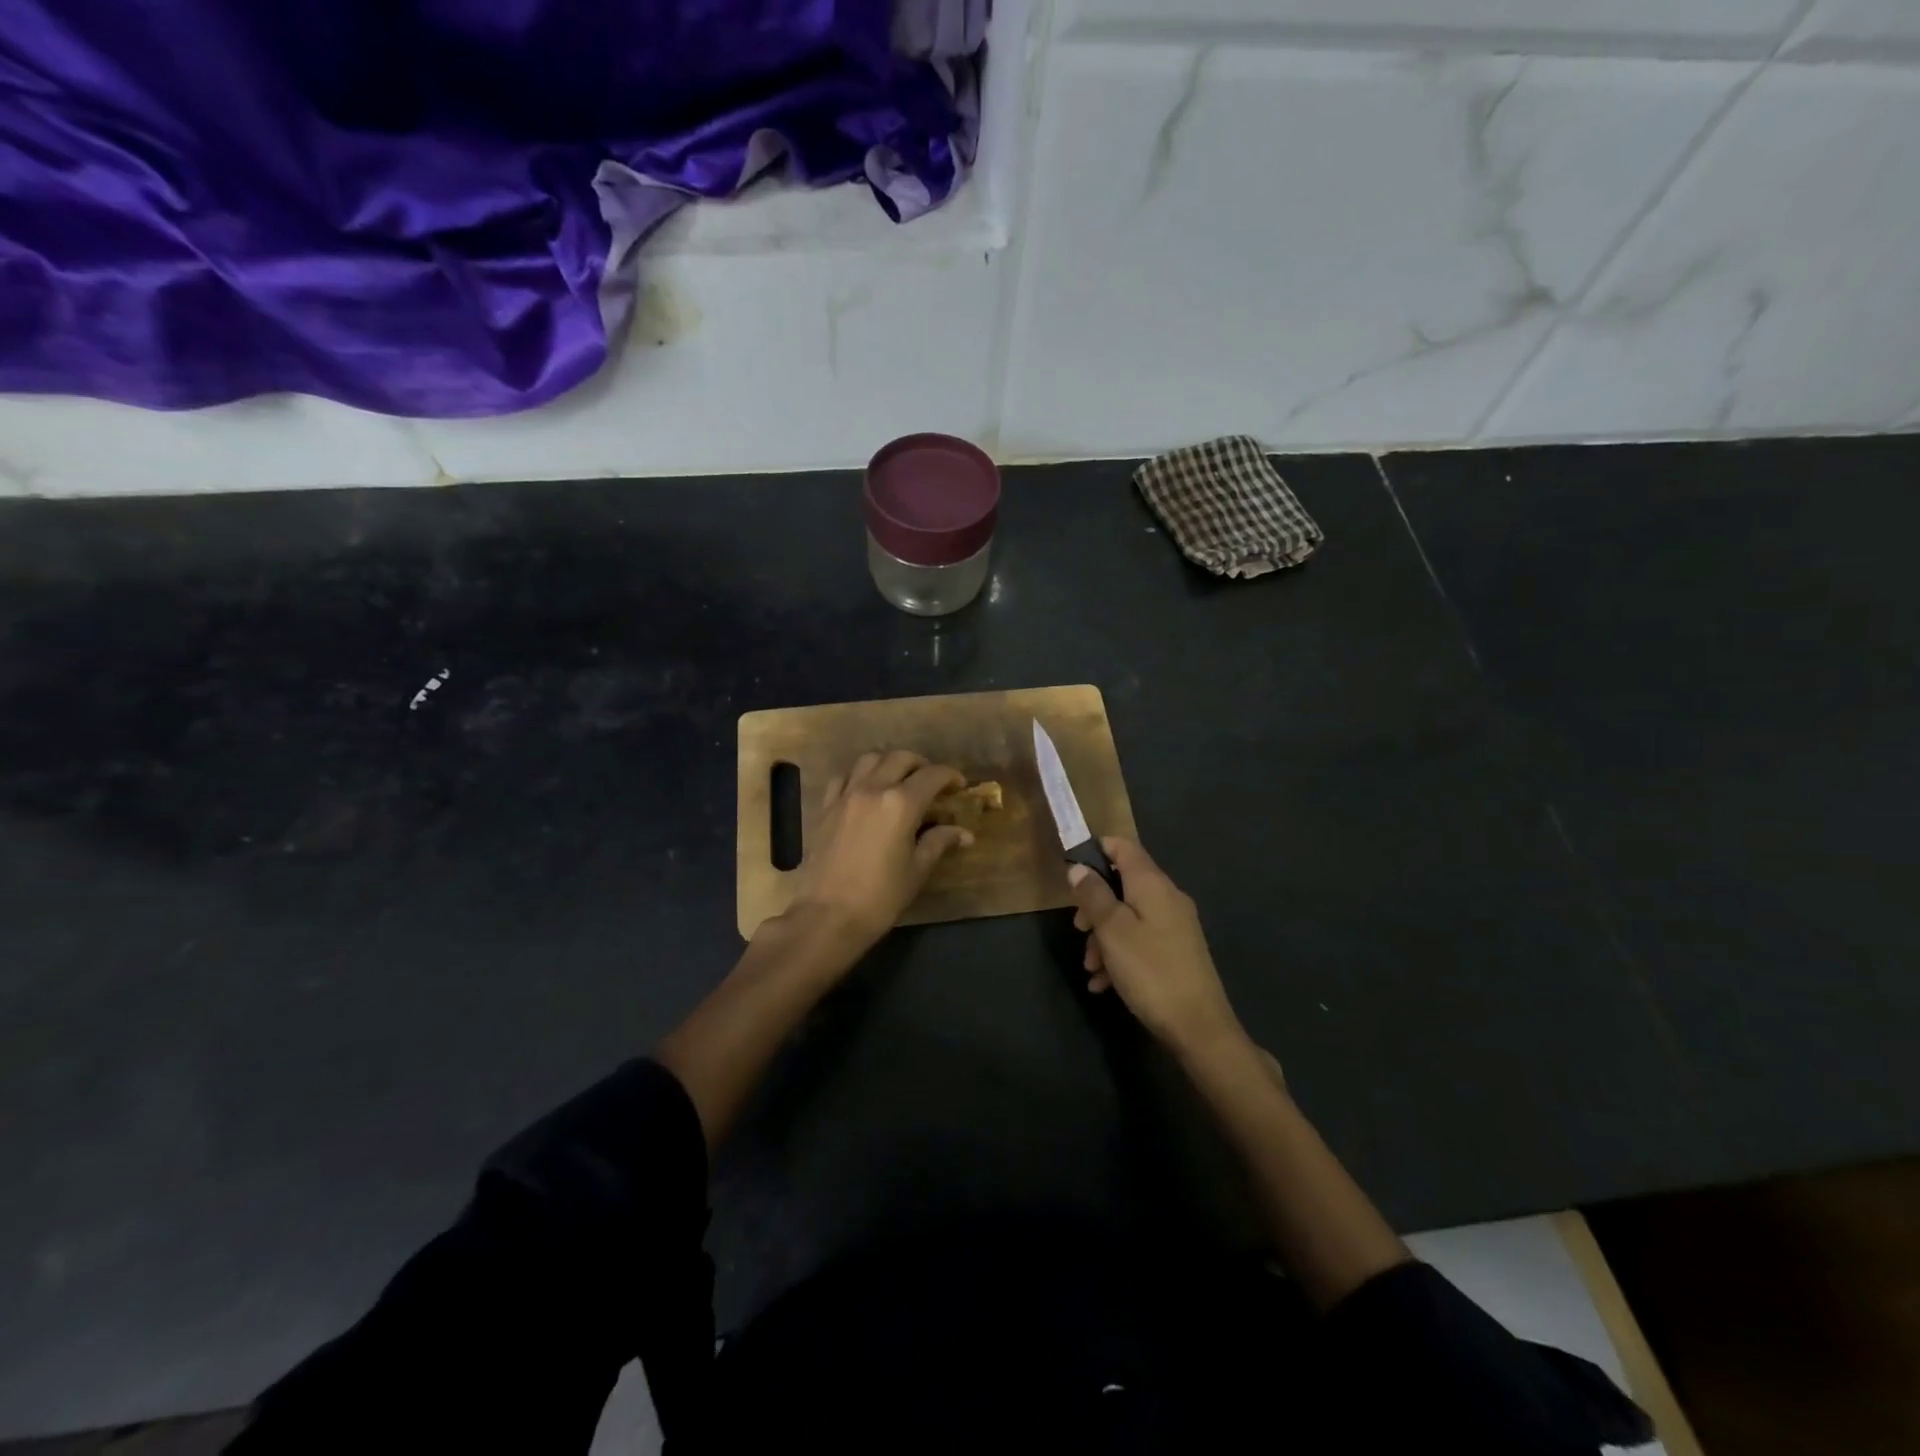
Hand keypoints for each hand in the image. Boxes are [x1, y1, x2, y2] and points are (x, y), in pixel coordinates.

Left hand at [787, 749, 971, 951]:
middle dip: (921, 765)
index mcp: (901, 804)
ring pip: (870, 759)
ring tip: (898, 780)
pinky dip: (859, 776)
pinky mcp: (826, 808)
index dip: (950, 776)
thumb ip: (939, 842)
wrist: (827, 916)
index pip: (932, 775)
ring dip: (889, 763)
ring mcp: (846, 796)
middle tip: (931, 782)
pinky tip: (865, 792)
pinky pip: (844, 778)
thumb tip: (964, 833)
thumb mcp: (916, 870)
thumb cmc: (880, 897)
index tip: (959, 785)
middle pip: (900, 758)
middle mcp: (873, 789)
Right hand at [1069, 837, 1242, 1055]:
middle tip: (1078, 929)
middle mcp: (1167, 897)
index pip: (1123, 847)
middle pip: (1123, 884)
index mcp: (1153, 884)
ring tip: (1090, 969)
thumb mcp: (1112, 930)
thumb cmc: (1150, 970)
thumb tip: (1079, 868)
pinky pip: (1141, 940)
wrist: (1199, 1027)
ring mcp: (1175, 926)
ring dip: (1104, 937)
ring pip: (1129, 916)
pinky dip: (1120, 954)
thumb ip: (1093, 895)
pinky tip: (1104, 984)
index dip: (1096, 851)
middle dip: (1095, 905)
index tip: (1071, 871)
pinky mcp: (1178, 951)